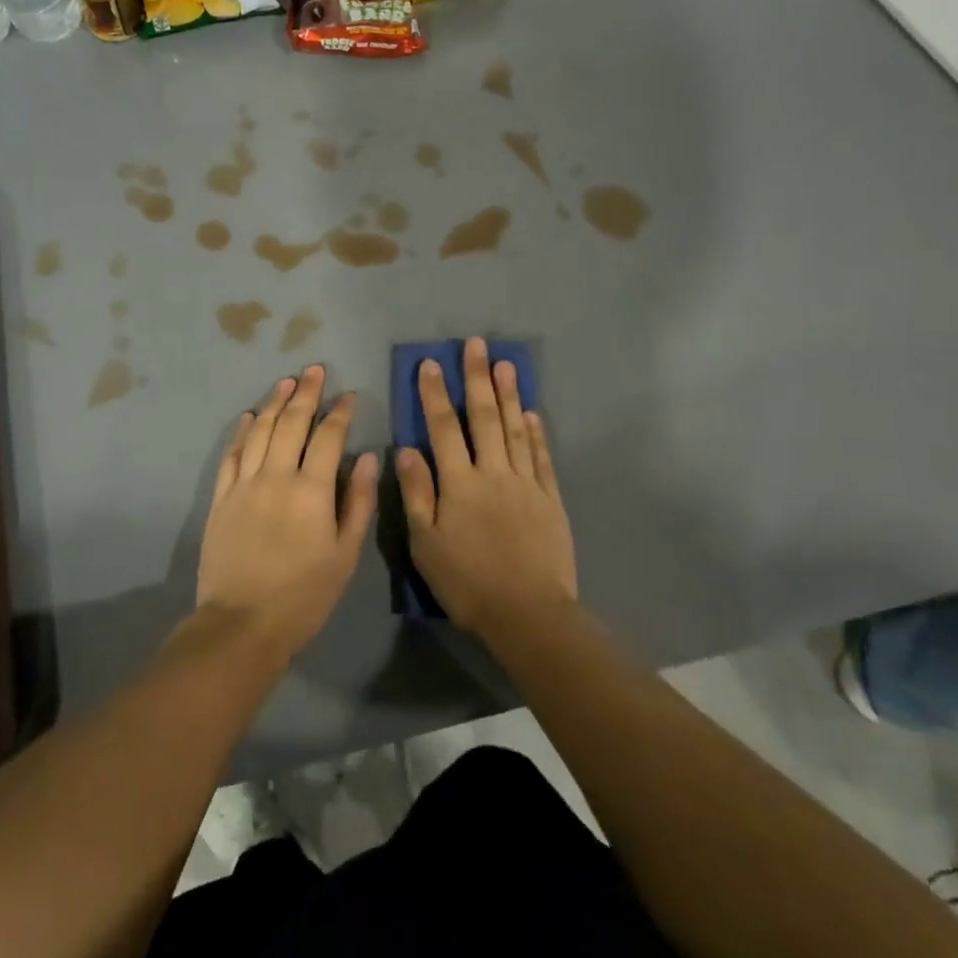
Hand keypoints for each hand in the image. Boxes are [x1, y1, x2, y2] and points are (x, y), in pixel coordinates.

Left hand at [198, 366, 378, 661]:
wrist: (242, 624)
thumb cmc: (304, 595)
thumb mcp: (345, 555)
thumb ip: (357, 502)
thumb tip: (366, 457)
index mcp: (311, 489)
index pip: (329, 436)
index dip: (340, 411)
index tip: (349, 395)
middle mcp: (276, 476)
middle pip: (291, 422)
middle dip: (306, 393)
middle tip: (315, 370)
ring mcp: (244, 484)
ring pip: (259, 430)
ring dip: (274, 402)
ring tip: (286, 382)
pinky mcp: (221, 497)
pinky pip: (231, 454)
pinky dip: (241, 432)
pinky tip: (247, 417)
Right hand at [397, 337, 577, 640]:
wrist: (528, 613)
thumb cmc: (468, 581)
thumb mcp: (425, 543)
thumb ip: (416, 493)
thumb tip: (407, 449)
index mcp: (459, 483)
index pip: (444, 428)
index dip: (436, 394)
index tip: (432, 363)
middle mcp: (493, 472)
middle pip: (484, 417)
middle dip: (478, 378)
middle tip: (477, 344)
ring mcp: (526, 483)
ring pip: (515, 429)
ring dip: (509, 394)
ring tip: (506, 364)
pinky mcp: (550, 499)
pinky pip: (541, 457)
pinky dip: (536, 432)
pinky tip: (533, 412)